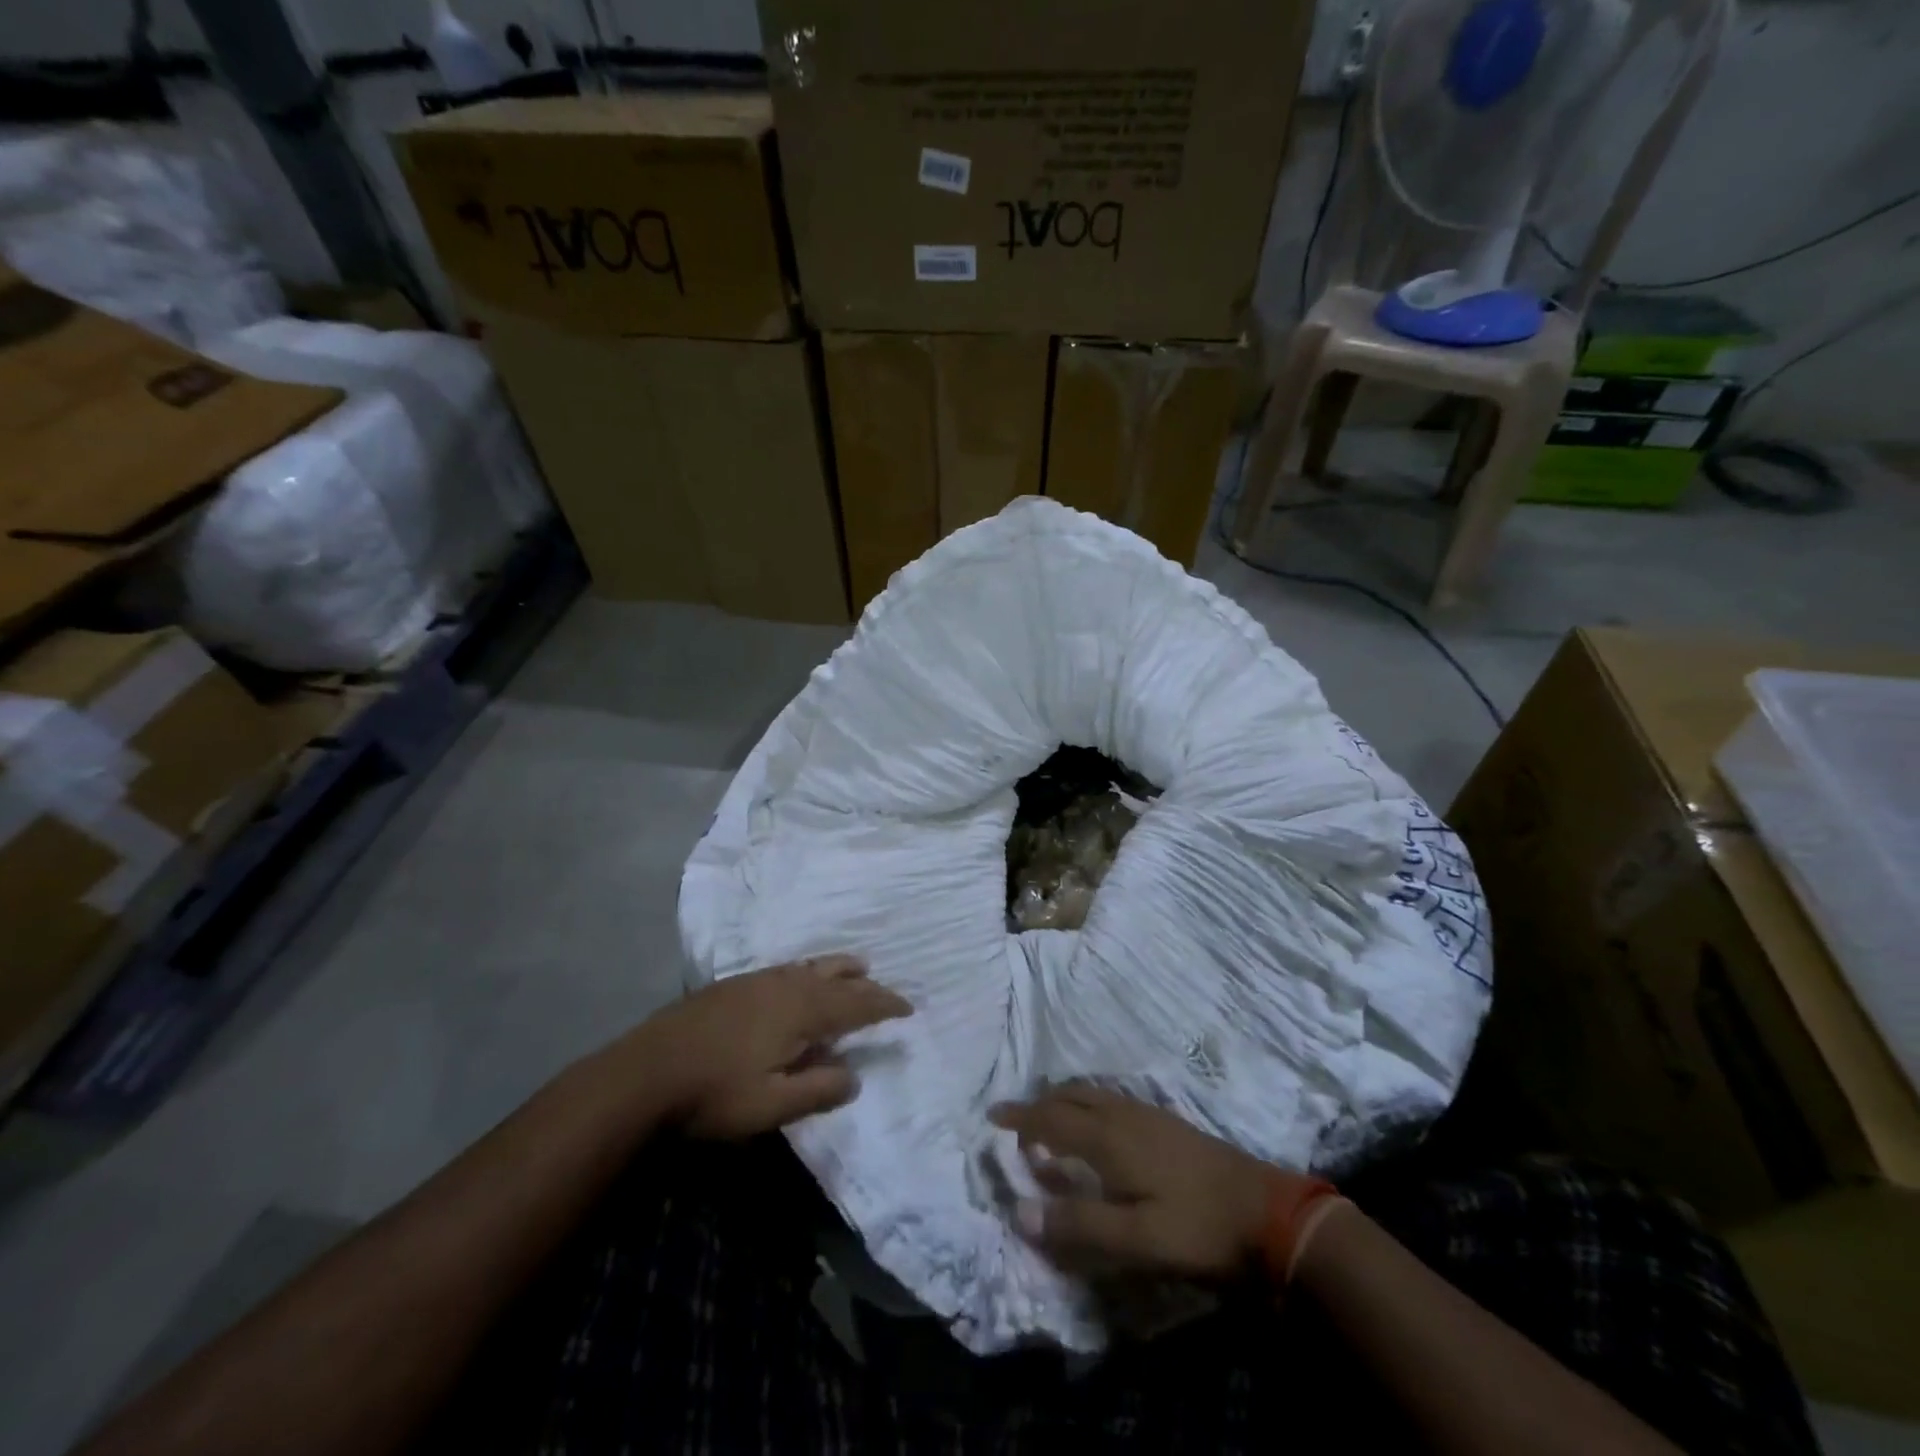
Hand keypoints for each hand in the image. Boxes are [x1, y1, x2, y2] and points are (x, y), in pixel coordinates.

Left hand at [643, 956, 910, 1138]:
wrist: (645, 1071)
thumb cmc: (714, 1093)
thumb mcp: (772, 1105)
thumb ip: (818, 1090)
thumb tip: (854, 1076)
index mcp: (801, 1011)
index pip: (855, 1004)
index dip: (884, 1005)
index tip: (908, 1007)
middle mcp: (785, 985)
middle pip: (835, 977)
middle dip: (863, 982)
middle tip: (883, 986)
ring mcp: (757, 980)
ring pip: (809, 966)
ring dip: (836, 969)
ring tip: (853, 967)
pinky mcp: (733, 984)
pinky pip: (786, 968)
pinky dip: (808, 971)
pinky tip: (798, 980)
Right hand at [990, 1084, 1317, 1279]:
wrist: (1268, 1212)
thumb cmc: (1198, 1228)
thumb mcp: (1137, 1240)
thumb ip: (1078, 1225)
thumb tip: (1019, 1211)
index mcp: (1110, 1139)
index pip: (1052, 1120)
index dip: (1021, 1117)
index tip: (992, 1115)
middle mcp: (1123, 1116)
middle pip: (1071, 1097)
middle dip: (1040, 1103)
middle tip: (1017, 1119)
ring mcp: (1148, 1115)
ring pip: (1093, 1095)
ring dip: (1065, 1101)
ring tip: (1050, 1119)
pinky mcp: (1166, 1123)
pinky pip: (1111, 1101)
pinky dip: (1088, 1105)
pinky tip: (1099, 1129)